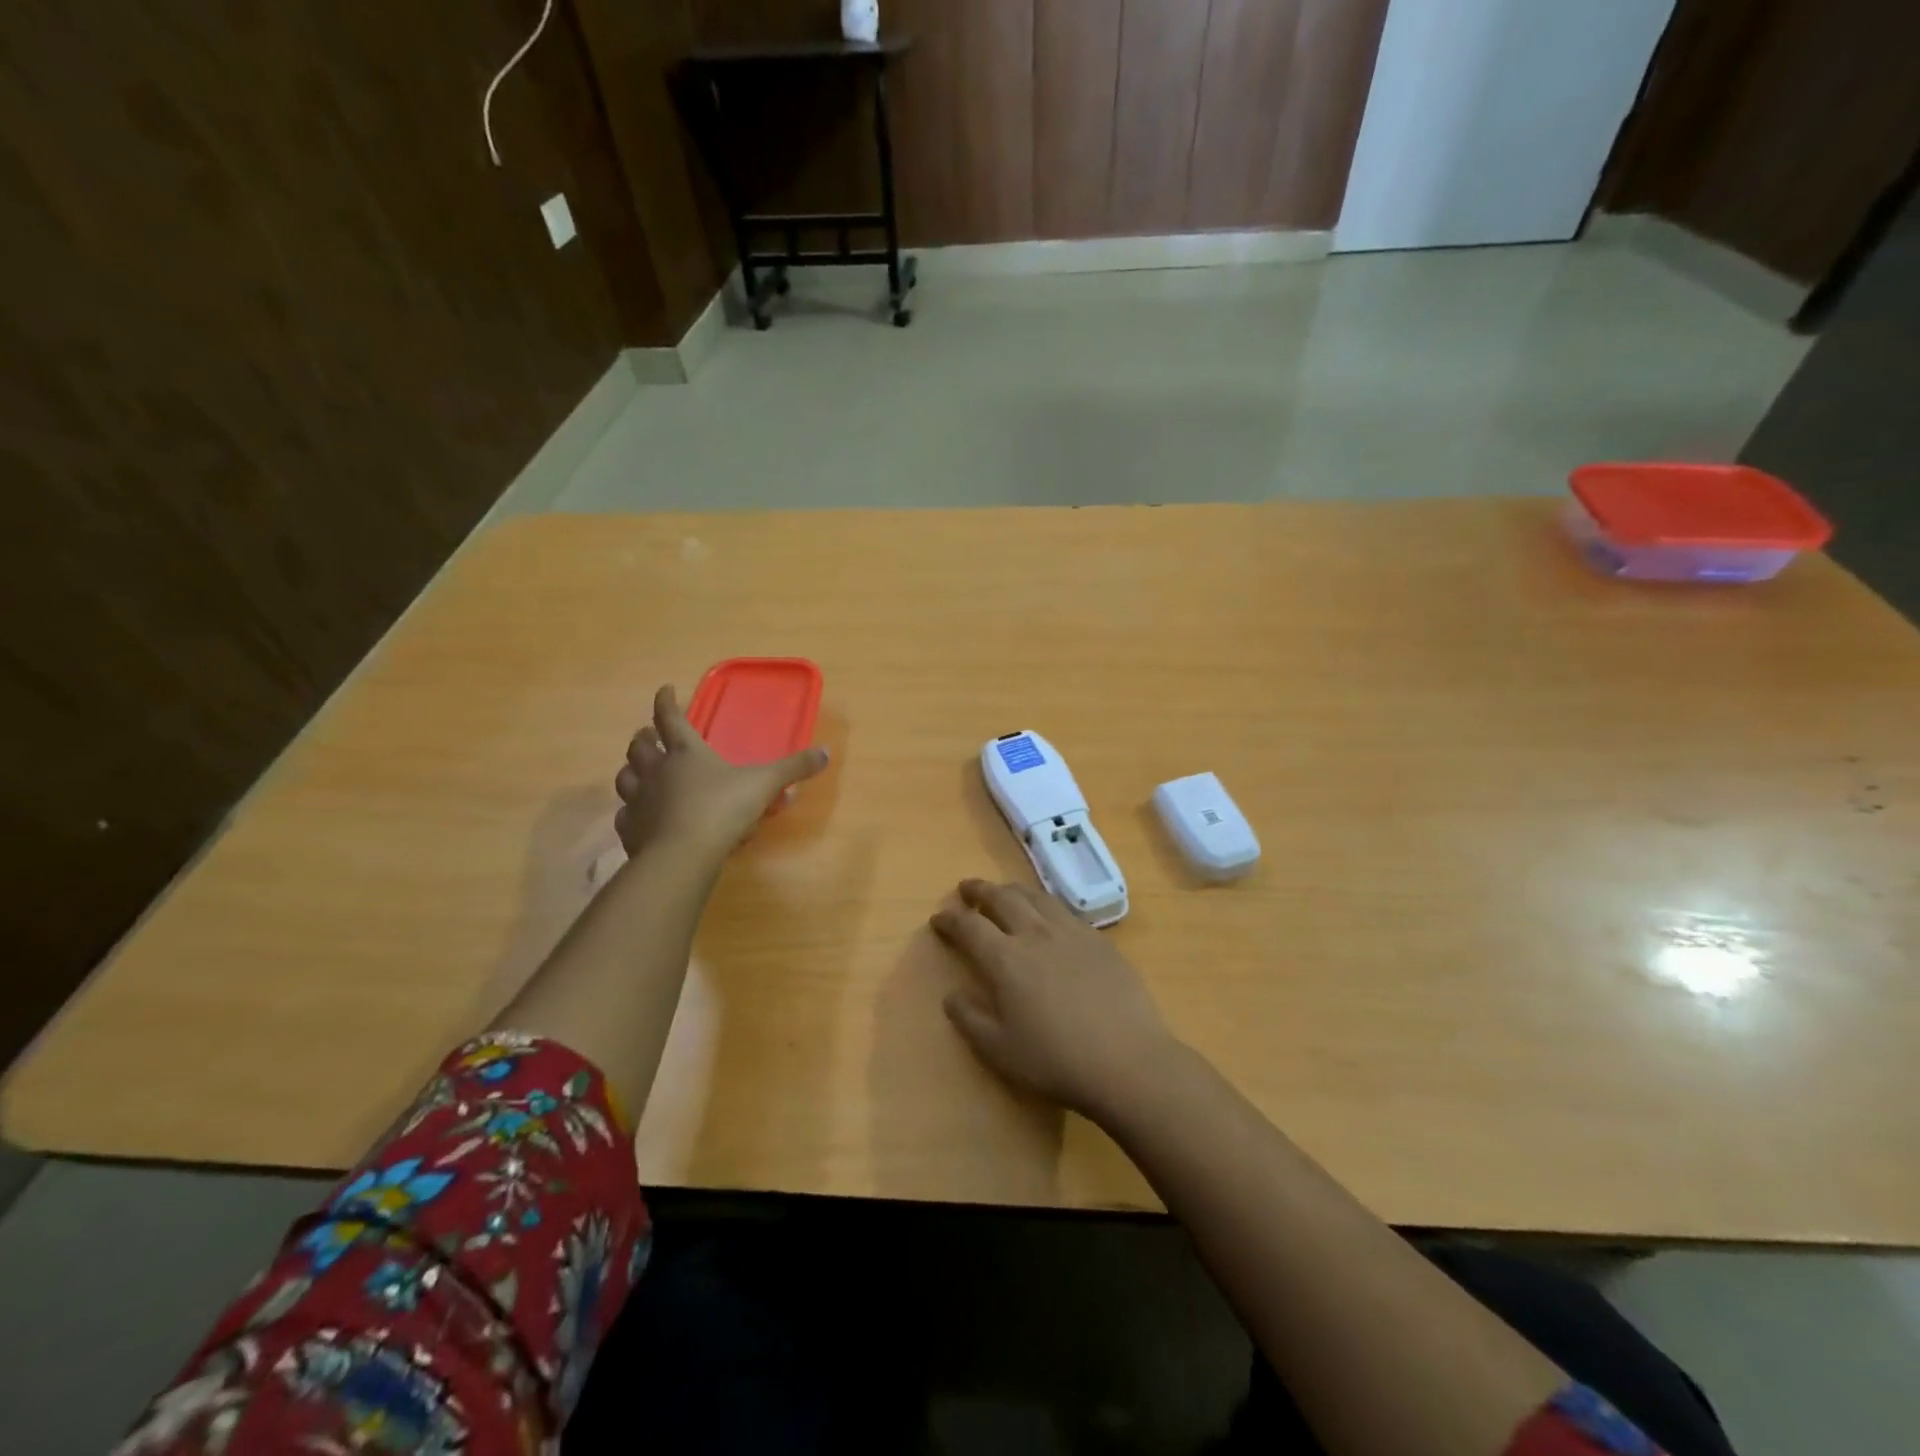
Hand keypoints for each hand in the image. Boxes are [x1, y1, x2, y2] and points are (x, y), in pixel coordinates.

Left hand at [614, 685, 827, 861]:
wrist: (682, 854)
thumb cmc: (723, 809)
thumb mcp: (764, 784)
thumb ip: (793, 768)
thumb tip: (825, 752)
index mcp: (686, 752)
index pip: (670, 717)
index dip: (666, 701)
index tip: (665, 689)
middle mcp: (657, 770)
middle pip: (640, 746)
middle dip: (644, 737)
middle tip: (649, 735)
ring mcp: (640, 800)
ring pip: (625, 777)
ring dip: (631, 771)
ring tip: (639, 772)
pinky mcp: (631, 830)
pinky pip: (625, 815)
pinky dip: (631, 812)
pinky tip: (640, 818)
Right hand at [930, 879, 1179, 1119]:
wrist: (1126, 1060)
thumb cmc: (1055, 1060)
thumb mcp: (999, 1050)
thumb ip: (970, 1019)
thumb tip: (952, 995)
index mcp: (1005, 959)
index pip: (970, 927)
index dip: (950, 919)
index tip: (938, 917)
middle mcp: (1035, 934)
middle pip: (1002, 899)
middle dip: (980, 891)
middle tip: (967, 888)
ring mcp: (1071, 933)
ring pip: (1036, 897)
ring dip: (1013, 889)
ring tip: (1004, 891)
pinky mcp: (1099, 941)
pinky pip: (1065, 910)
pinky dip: (1045, 904)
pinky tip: (1048, 915)